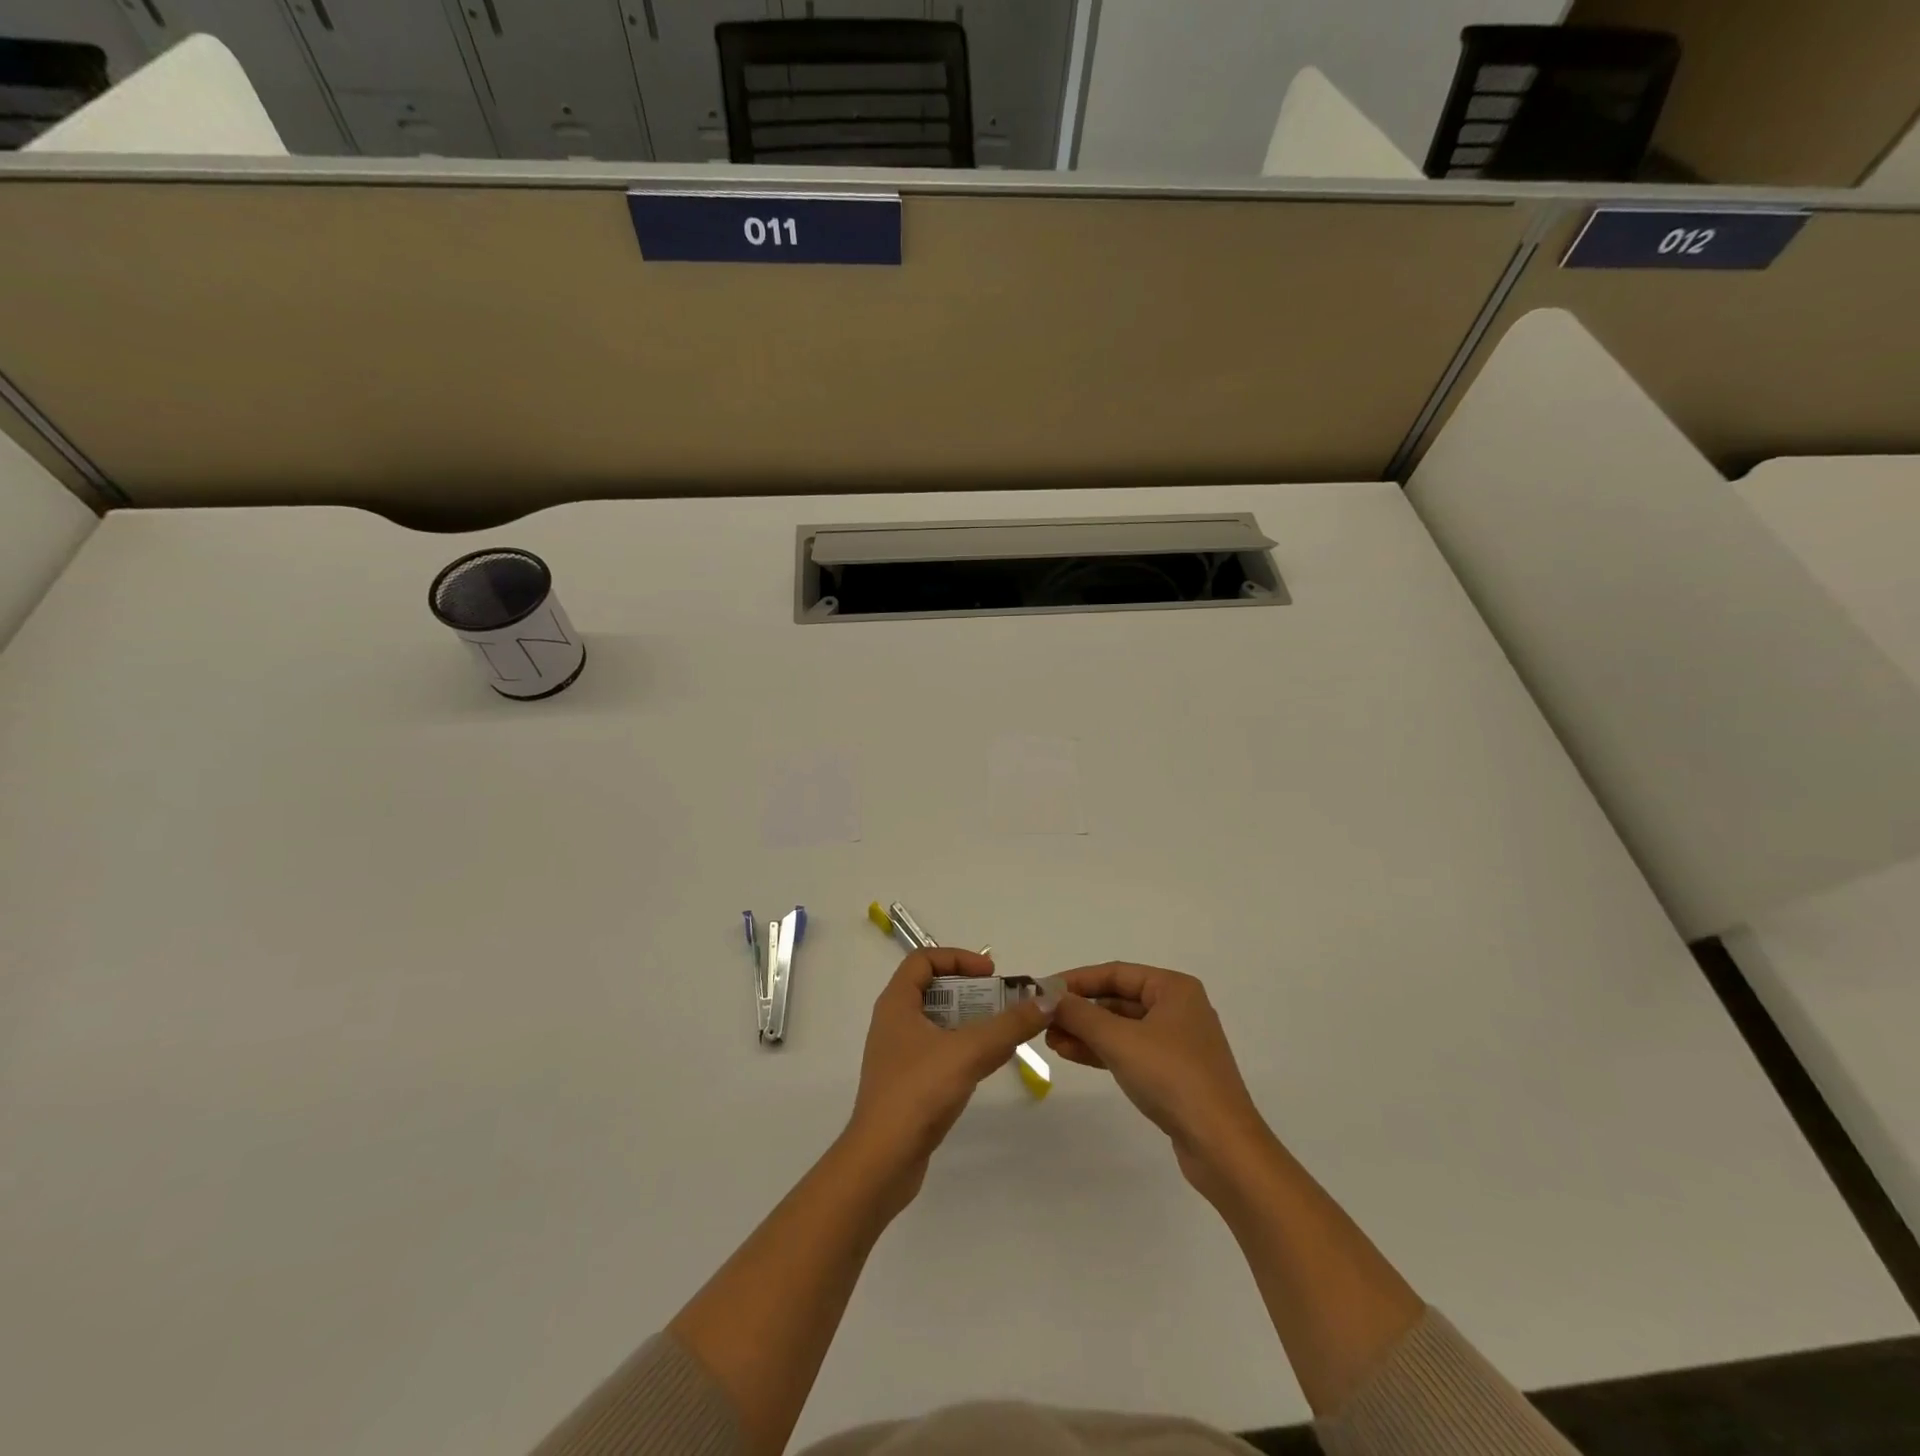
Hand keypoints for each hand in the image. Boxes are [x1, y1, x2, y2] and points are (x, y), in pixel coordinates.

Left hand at [845, 948, 1049, 1207]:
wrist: (882, 1160)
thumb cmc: (919, 1092)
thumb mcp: (969, 1051)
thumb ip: (1009, 1025)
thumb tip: (1047, 1001)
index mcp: (897, 1003)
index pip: (923, 959)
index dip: (958, 958)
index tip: (990, 974)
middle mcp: (893, 1022)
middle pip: (934, 989)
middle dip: (971, 991)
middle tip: (1003, 1002)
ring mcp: (899, 1055)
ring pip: (938, 1023)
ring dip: (970, 1021)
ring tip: (1003, 1032)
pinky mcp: (907, 1083)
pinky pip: (939, 1051)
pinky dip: (963, 1048)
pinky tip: (988, 1063)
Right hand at [1046, 962, 1272, 1198]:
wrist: (1221, 1146)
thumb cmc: (1172, 1077)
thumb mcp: (1120, 1041)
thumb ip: (1081, 1015)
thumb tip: (1048, 997)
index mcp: (1173, 988)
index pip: (1116, 973)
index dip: (1077, 980)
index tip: (1043, 989)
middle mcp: (1177, 1008)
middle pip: (1118, 999)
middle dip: (1080, 1009)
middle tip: (1043, 1019)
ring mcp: (1176, 1042)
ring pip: (1121, 1027)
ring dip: (1086, 1032)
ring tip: (1050, 1040)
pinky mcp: (1173, 1073)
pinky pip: (1129, 1050)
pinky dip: (1102, 1050)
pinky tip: (1072, 1054)